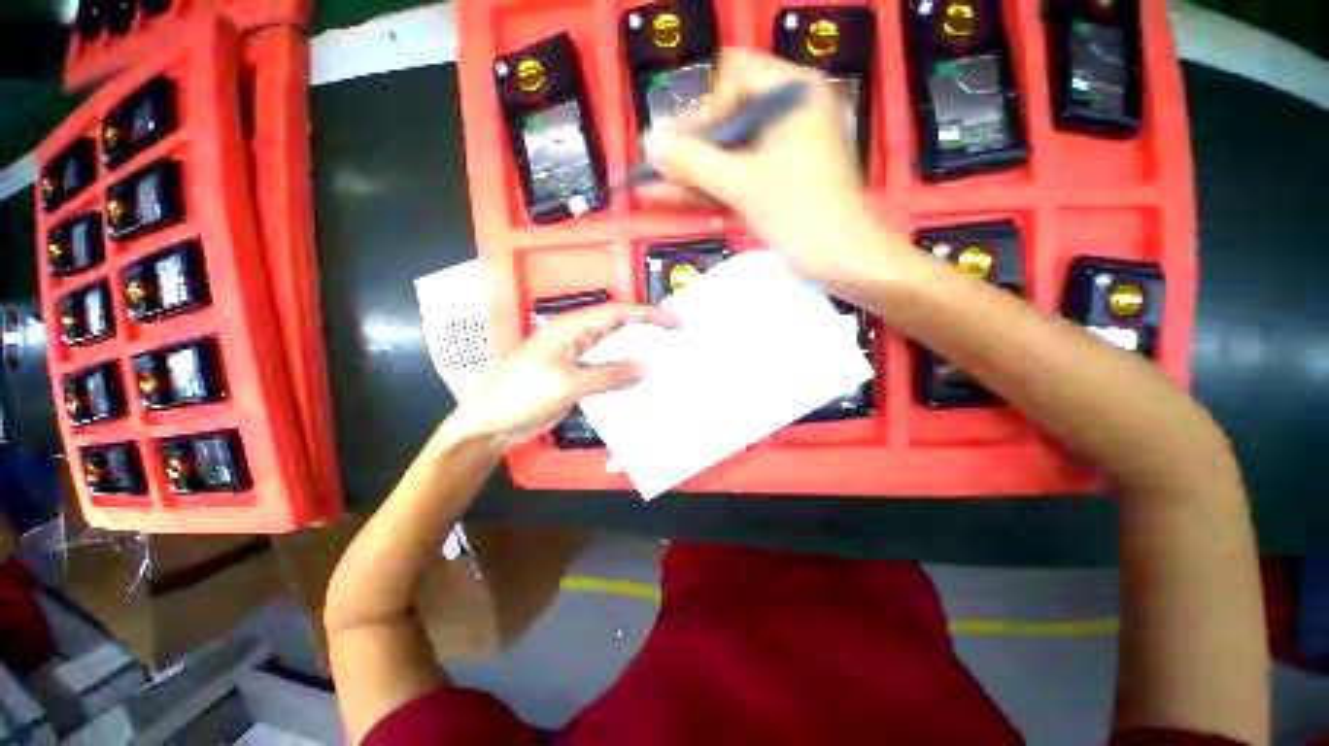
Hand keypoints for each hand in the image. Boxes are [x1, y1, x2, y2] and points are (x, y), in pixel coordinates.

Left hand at [447, 304, 678, 446]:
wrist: (490, 424)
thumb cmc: (523, 395)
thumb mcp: (568, 383)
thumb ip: (609, 374)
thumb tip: (646, 366)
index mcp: (569, 327)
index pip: (615, 313)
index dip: (647, 314)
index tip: (674, 322)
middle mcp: (574, 336)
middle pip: (616, 327)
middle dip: (645, 330)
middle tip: (675, 338)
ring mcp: (574, 357)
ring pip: (612, 349)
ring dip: (636, 352)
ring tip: (665, 358)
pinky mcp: (575, 376)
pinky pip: (605, 369)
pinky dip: (623, 373)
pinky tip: (640, 381)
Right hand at [640, 48, 888, 289]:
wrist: (843, 260)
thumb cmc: (801, 213)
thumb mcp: (744, 184)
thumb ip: (694, 162)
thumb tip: (649, 143)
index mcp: (793, 94)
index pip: (735, 78)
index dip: (703, 109)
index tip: (679, 144)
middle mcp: (789, 115)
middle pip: (727, 120)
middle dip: (690, 148)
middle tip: (655, 165)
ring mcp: (782, 152)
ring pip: (728, 156)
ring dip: (691, 173)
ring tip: (648, 185)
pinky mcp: (777, 183)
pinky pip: (736, 178)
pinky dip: (708, 189)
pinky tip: (670, 197)